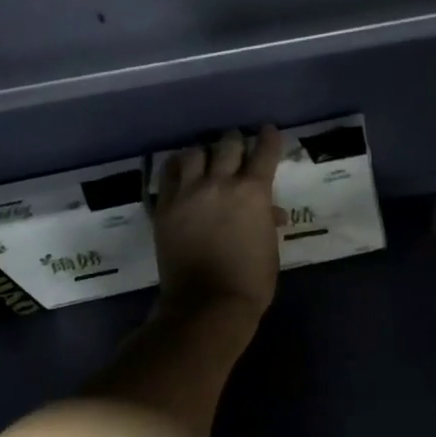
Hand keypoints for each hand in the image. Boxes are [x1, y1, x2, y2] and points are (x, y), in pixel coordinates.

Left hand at [153, 126, 283, 319]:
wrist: (207, 304)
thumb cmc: (250, 281)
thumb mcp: (270, 249)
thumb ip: (267, 222)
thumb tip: (271, 212)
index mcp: (253, 192)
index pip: (264, 151)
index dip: (269, 138)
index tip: (268, 132)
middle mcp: (220, 183)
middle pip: (228, 143)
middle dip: (236, 142)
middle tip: (238, 147)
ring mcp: (187, 193)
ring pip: (194, 152)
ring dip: (204, 152)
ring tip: (206, 160)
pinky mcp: (164, 207)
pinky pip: (168, 174)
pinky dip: (178, 168)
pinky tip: (182, 171)